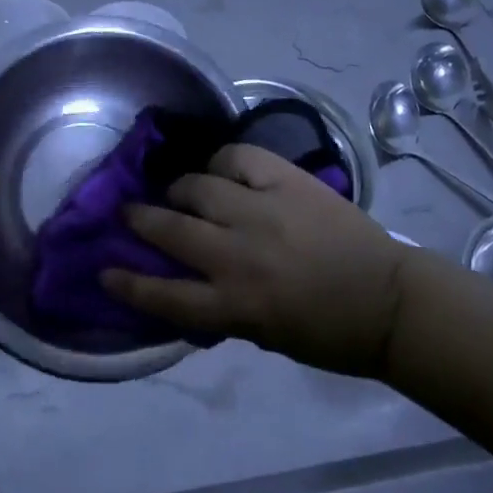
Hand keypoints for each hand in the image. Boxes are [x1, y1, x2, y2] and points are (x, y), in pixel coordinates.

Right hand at [101, 143, 409, 377]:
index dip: (128, 282)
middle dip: (141, 219)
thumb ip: (221, 306)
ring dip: (180, 188)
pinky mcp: (287, 181)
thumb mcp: (263, 334)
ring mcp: (262, 212)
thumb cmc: (328, 332)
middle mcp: (239, 255)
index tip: (104, 268)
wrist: (388, 300)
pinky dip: (223, 161)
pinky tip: (221, 167)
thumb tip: (186, 280)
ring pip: (198, 187)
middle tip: (129, 211)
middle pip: (171, 230)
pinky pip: (239, 158)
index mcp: (235, 305)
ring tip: (179, 189)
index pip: (164, 295)